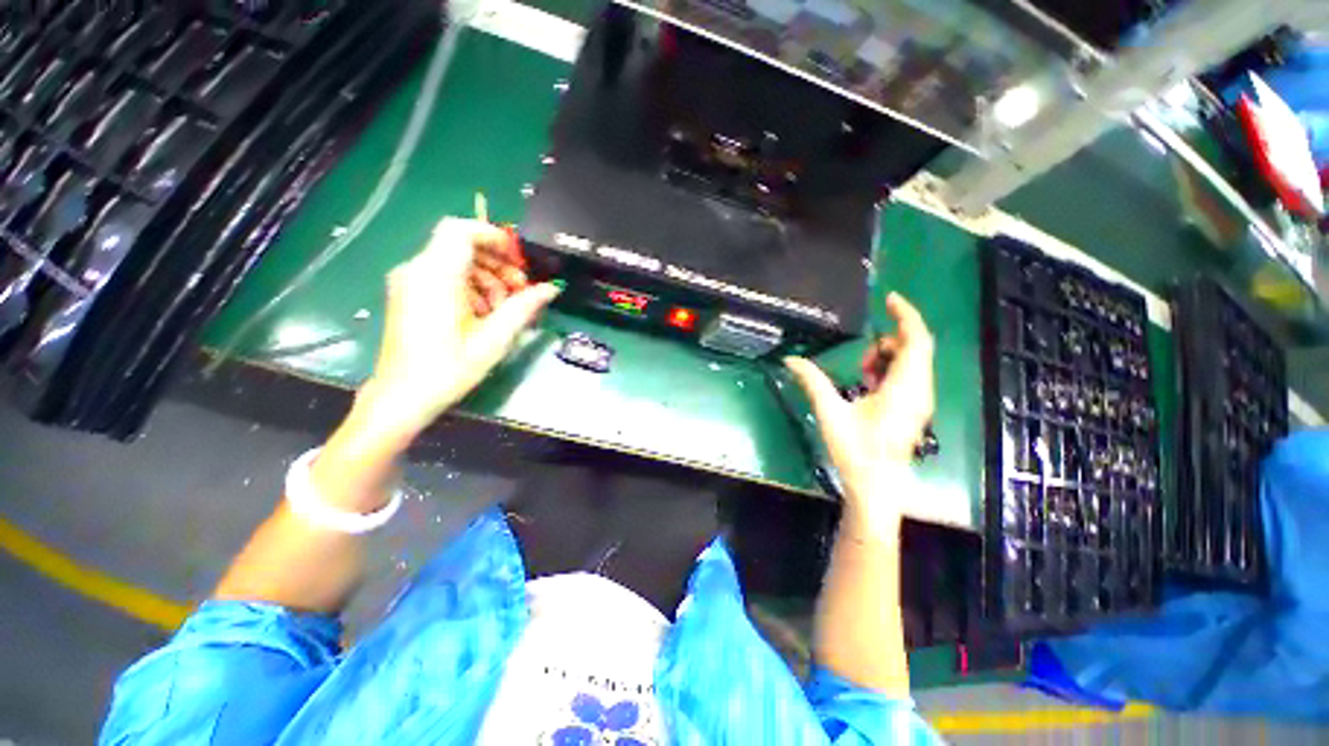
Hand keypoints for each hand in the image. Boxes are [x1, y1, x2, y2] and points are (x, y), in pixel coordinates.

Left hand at [357, 218, 558, 437]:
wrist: (402, 397)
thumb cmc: (448, 369)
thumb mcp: (494, 339)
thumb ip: (524, 308)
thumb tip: (550, 289)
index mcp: (435, 276)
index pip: (461, 230)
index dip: (494, 237)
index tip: (519, 261)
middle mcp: (417, 270)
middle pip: (462, 246)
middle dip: (497, 264)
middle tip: (521, 291)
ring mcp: (410, 282)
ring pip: (456, 262)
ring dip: (487, 278)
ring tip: (504, 309)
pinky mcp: (410, 294)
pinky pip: (445, 277)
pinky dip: (470, 287)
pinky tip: (484, 315)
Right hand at [785, 293, 934, 511]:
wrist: (875, 487)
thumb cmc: (855, 451)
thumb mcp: (830, 413)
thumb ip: (812, 381)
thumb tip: (790, 360)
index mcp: (904, 389)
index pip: (916, 341)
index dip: (906, 316)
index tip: (890, 298)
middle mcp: (919, 391)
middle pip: (916, 348)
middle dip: (888, 342)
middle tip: (861, 360)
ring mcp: (920, 401)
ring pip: (913, 362)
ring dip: (887, 358)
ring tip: (862, 375)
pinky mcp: (914, 409)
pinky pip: (909, 376)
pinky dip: (889, 371)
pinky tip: (868, 386)